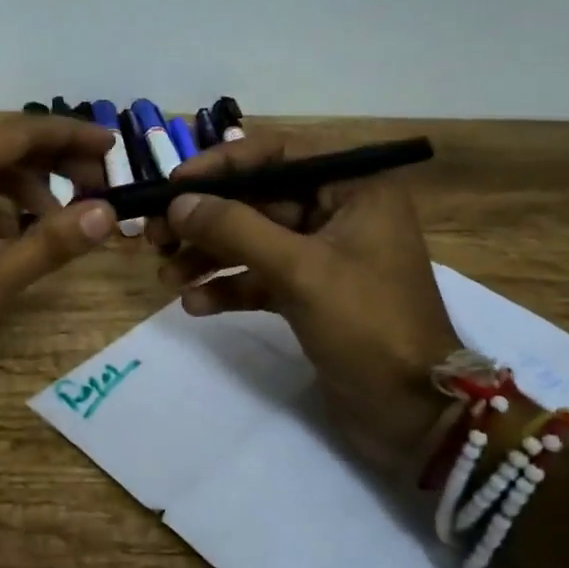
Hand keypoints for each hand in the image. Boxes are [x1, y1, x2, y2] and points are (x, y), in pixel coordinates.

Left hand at [0, 116, 116, 404]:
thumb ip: (50, 242)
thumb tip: (105, 213)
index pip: (24, 131)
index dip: (72, 136)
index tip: (111, 147)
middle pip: (0, 148)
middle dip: (50, 166)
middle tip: (94, 189)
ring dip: (18, 192)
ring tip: (52, 224)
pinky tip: (1, 241)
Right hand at [149, 129, 461, 473]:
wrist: (414, 415)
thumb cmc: (368, 325)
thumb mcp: (299, 270)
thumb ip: (235, 230)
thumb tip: (178, 203)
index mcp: (354, 188)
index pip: (279, 152)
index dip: (221, 164)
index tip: (174, 184)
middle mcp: (339, 212)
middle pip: (258, 198)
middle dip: (206, 218)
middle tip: (154, 235)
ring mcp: (324, 255)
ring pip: (253, 240)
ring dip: (208, 256)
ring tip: (166, 276)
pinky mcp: (311, 294)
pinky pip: (260, 277)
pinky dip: (228, 287)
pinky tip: (194, 304)